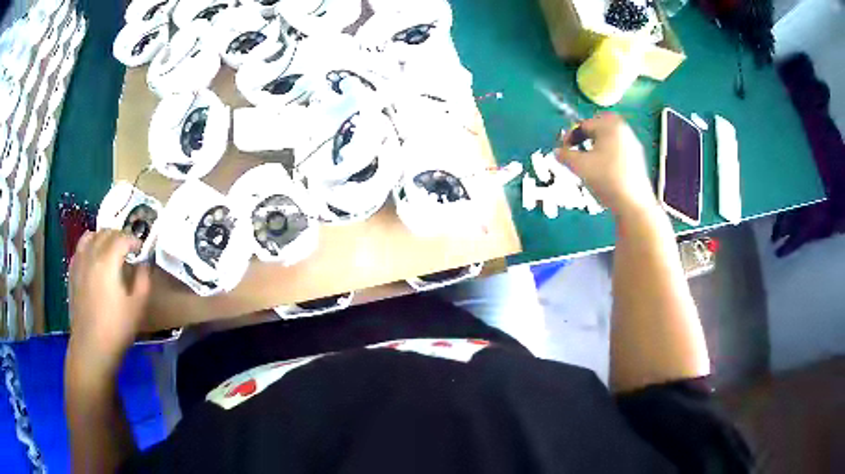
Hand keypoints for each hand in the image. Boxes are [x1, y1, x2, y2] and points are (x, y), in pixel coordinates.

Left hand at [67, 230, 150, 374]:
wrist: (91, 347)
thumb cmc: (116, 328)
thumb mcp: (137, 306)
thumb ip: (143, 280)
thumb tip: (143, 264)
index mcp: (108, 261)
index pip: (122, 238)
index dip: (134, 240)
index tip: (141, 249)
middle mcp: (91, 255)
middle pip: (105, 233)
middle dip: (119, 236)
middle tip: (128, 248)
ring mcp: (79, 263)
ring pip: (90, 236)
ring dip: (102, 236)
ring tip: (109, 247)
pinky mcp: (72, 273)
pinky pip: (80, 249)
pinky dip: (88, 246)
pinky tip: (93, 257)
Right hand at [557, 113, 656, 215]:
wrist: (633, 204)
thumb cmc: (606, 179)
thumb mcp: (580, 166)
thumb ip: (565, 155)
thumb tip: (558, 152)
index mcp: (610, 126)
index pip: (584, 124)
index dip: (570, 136)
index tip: (563, 149)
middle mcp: (624, 130)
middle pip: (600, 127)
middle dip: (586, 136)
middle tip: (577, 148)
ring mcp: (633, 145)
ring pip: (610, 139)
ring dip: (597, 146)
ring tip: (589, 162)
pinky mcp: (638, 160)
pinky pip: (618, 150)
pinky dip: (608, 155)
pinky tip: (603, 171)